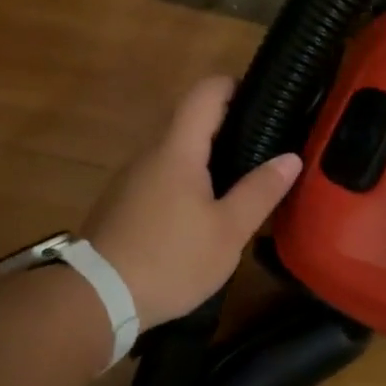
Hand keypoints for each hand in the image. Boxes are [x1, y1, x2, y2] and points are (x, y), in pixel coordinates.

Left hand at [80, 77, 301, 327]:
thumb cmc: (170, 259)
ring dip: (207, 160)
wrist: (95, 300)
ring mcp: (130, 180)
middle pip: (190, 123)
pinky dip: (187, 183)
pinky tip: (204, 214)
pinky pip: (161, 179)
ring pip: (175, 154)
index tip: (263, 99)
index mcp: (177, 151)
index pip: (205, 93)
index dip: (234, 85)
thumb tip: (291, 158)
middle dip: (228, 128)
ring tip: (241, 184)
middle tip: (265, 149)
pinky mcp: (121, 206)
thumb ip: (260, 191)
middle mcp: (150, 155)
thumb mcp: (228, 231)